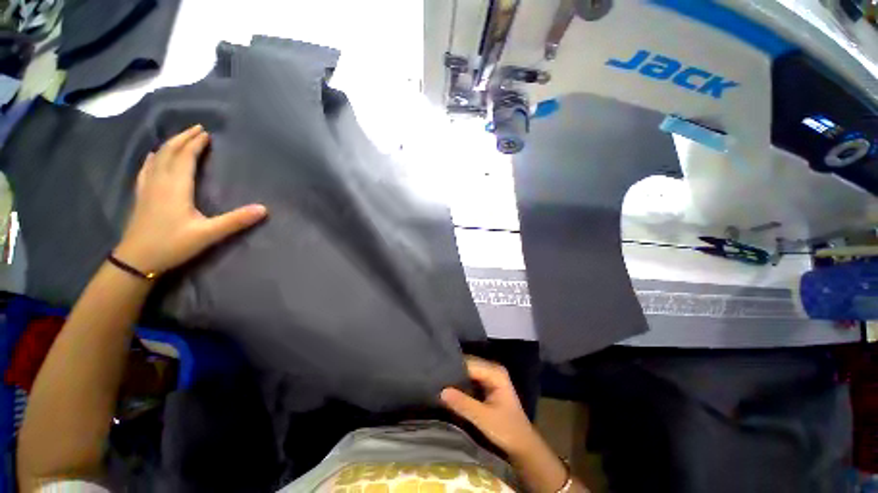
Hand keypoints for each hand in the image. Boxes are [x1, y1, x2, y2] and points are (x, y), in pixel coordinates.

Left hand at [115, 125, 267, 274]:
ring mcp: (148, 188)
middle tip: (197, 128)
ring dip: (169, 145)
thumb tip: (264, 209)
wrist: (136, 260)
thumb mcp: (208, 234)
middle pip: (170, 153)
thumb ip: (235, 221)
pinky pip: (146, 169)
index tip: (207, 133)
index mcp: (176, 187)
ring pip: (157, 158)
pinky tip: (152, 156)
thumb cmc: (172, 245)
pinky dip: (153, 158)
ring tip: (180, 138)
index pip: (185, 158)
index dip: (195, 144)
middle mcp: (160, 182)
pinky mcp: (142, 195)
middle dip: (183, 138)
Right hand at [440, 356, 541, 456]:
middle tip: (434, 378)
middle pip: (468, 366)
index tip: (436, 373)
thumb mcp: (483, 418)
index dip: (453, 368)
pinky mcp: (486, 386)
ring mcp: (489, 377)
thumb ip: (463, 404)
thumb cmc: (507, 430)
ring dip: (455, 379)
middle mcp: (492, 370)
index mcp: (495, 372)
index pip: (469, 363)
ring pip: (467, 373)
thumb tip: (441, 391)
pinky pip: (469, 380)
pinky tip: (447, 389)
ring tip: (437, 382)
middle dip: (453, 373)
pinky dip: (460, 385)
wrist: (522, 446)